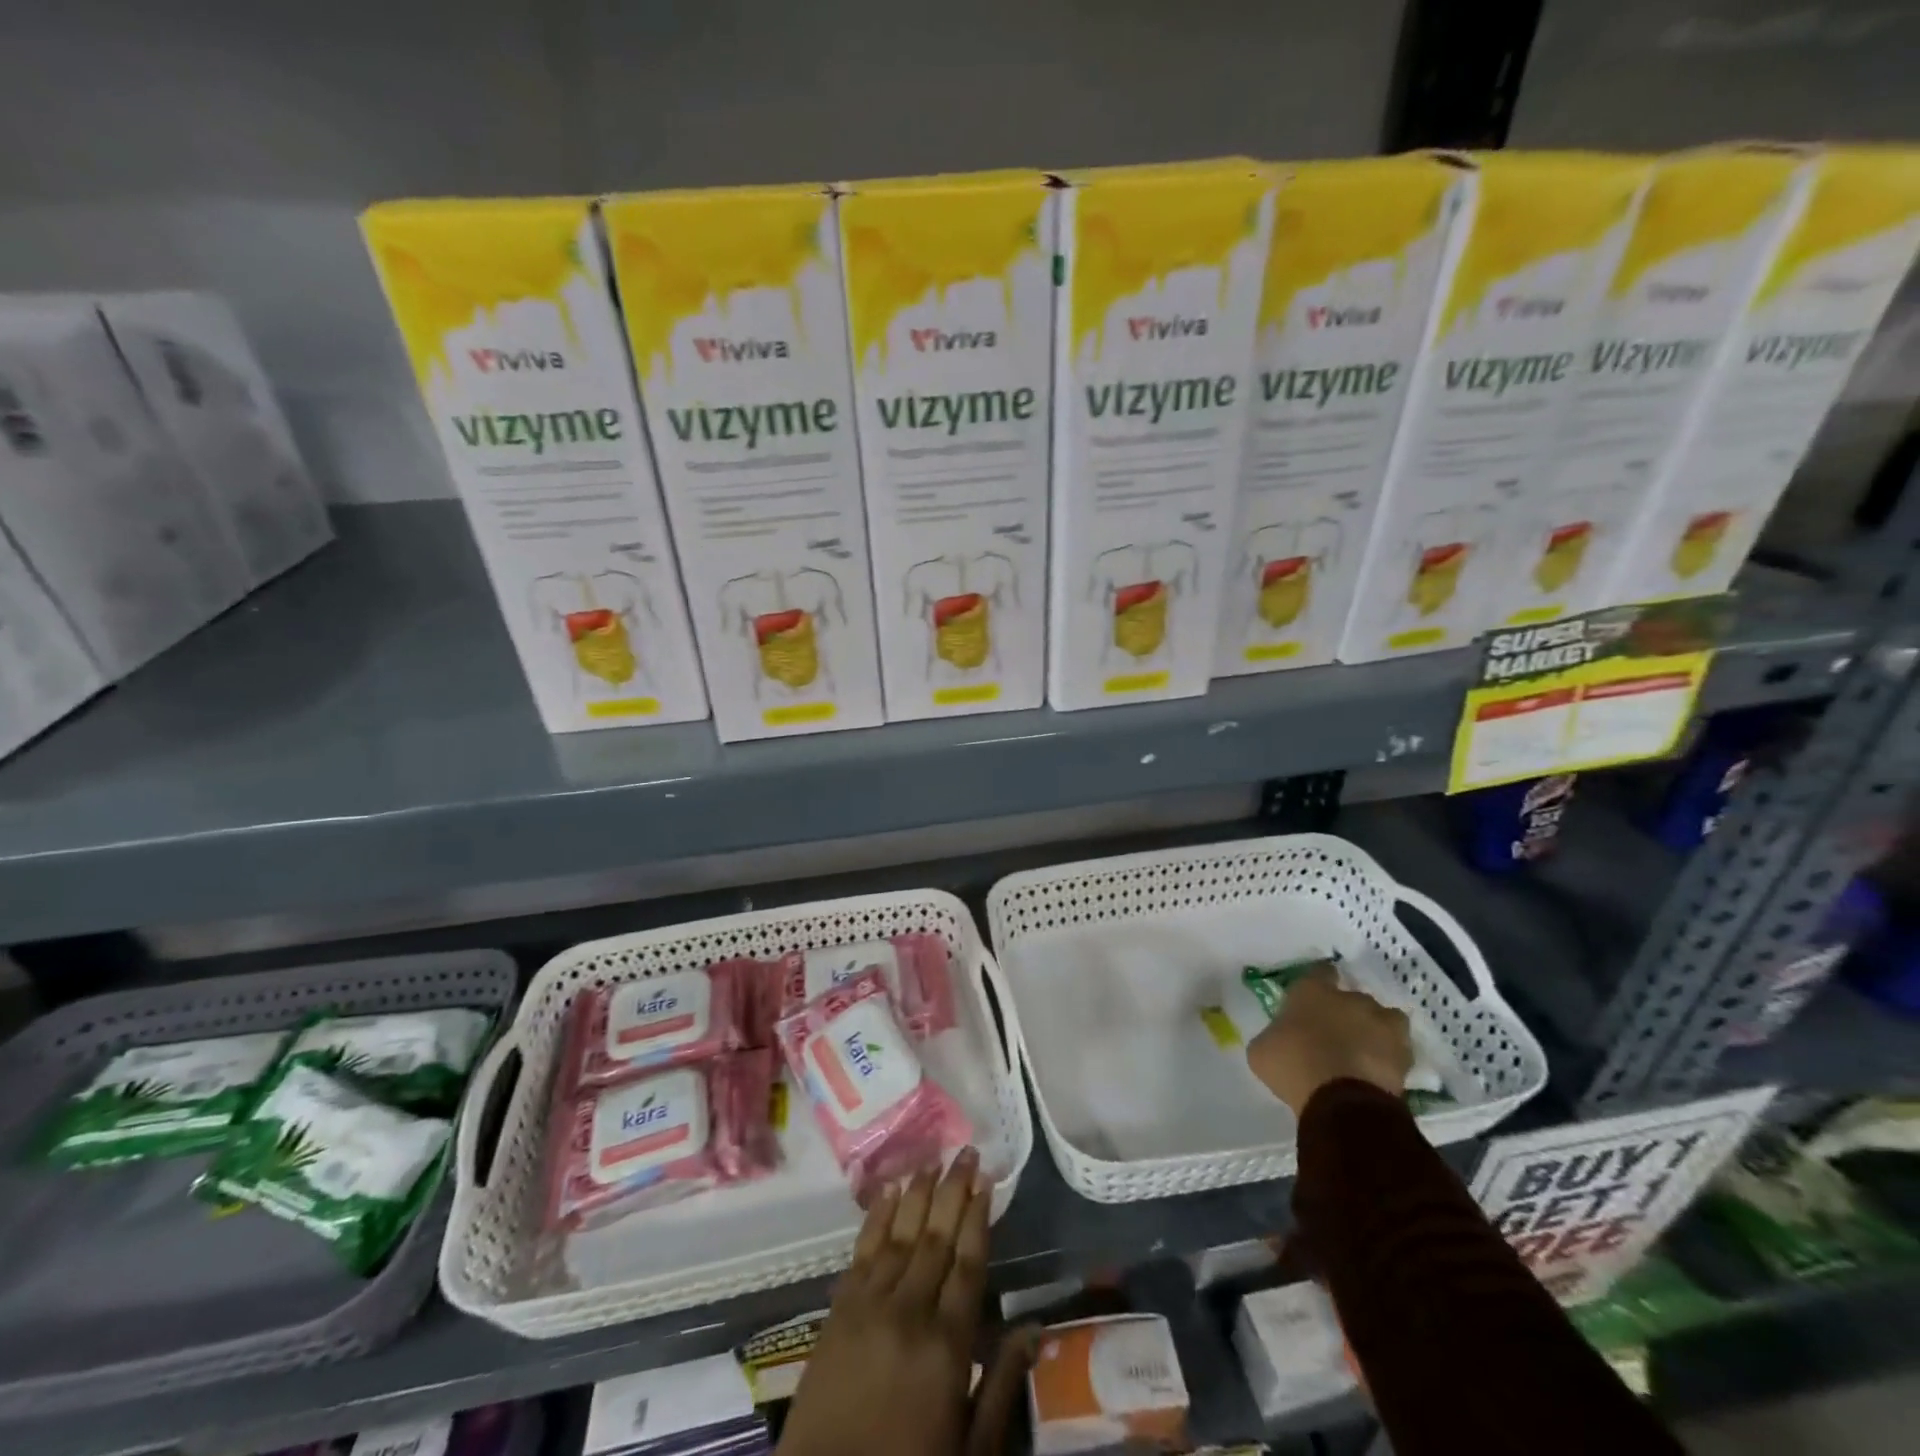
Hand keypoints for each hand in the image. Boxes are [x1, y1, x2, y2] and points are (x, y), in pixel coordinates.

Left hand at [777, 1147, 1034, 1455]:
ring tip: (932, 1160)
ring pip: (900, 1235)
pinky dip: (877, 1217)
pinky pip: (862, 1251)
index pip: (968, 1264)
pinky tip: (889, 1192)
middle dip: (953, 1190)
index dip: (978, 1218)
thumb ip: (1003, 1384)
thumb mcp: (970, 1446)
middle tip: (965, 1151)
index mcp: (947, 1345)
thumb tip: (1036, 1328)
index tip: (987, 1180)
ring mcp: (869, 1305)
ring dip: (918, 1194)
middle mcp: (909, 1311)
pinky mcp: (838, 1309)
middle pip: (936, 1238)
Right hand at [1246, 969, 1411, 1117]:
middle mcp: (1350, 998)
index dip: (1318, 983)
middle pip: (1352, 997)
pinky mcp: (1404, 1054)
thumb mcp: (1262, 1050)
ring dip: (1374, 1030)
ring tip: (1364, 1051)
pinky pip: (1398, 1048)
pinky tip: (1378, 1069)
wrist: (1341, 1100)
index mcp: (1312, 990)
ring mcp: (1381, 1024)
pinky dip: (1389, 1056)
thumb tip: (1278, 1039)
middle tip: (1335, 1033)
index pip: (1319, 972)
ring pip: (1383, 1018)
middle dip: (1346, 1011)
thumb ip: (1274, 1036)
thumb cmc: (1292, 1065)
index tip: (1314, 997)